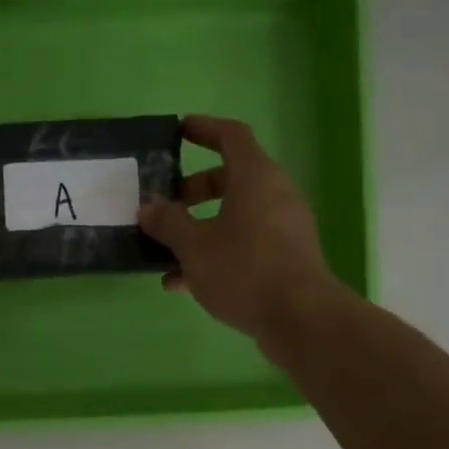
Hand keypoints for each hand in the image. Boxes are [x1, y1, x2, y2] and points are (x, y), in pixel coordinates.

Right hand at [138, 116, 343, 342]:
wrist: (299, 318)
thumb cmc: (244, 269)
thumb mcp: (195, 246)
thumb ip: (168, 223)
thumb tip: (148, 207)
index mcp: (256, 178)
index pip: (231, 136)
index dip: (204, 129)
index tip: (179, 131)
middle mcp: (275, 195)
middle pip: (231, 178)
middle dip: (194, 189)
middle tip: (167, 204)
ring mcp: (283, 228)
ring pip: (235, 216)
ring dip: (200, 227)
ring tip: (166, 250)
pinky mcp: (285, 258)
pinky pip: (244, 244)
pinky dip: (215, 253)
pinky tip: (182, 282)